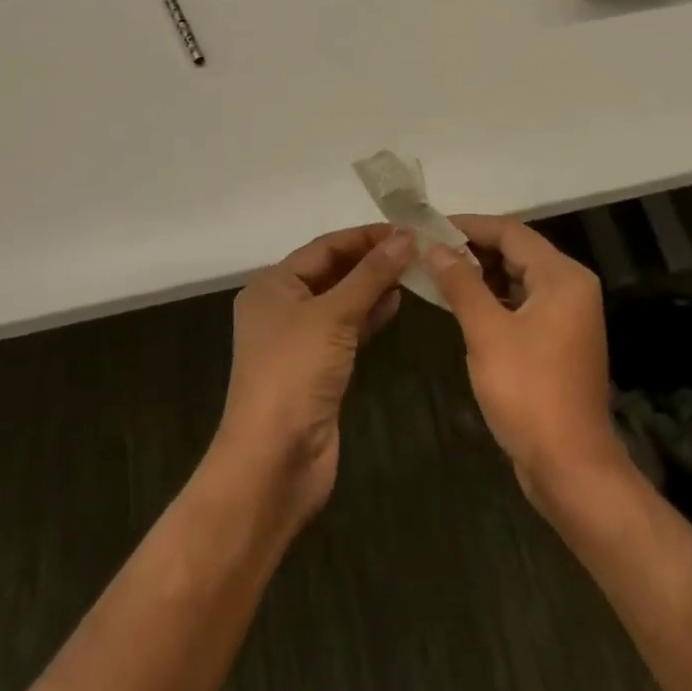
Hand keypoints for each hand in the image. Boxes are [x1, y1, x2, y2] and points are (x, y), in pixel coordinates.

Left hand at [213, 225, 413, 526]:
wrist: (274, 461)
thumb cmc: (295, 374)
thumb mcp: (333, 316)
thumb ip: (371, 275)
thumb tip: (406, 237)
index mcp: (274, 285)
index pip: (325, 246)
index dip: (365, 237)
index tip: (407, 230)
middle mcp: (283, 307)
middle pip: (333, 271)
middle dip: (372, 261)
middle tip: (418, 250)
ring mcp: (300, 340)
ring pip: (342, 301)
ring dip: (374, 287)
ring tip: (415, 273)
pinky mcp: (318, 369)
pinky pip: (347, 330)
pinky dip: (370, 316)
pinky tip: (397, 305)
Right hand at [427, 215, 630, 513]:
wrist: (570, 468)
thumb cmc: (529, 392)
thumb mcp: (487, 332)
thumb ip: (461, 283)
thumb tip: (434, 247)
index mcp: (562, 276)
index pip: (510, 232)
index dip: (468, 225)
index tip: (428, 226)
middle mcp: (570, 287)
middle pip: (516, 251)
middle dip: (472, 249)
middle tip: (427, 250)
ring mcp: (567, 315)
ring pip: (517, 278)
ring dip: (480, 274)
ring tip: (436, 273)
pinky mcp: (557, 340)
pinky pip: (521, 303)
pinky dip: (493, 299)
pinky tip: (461, 304)